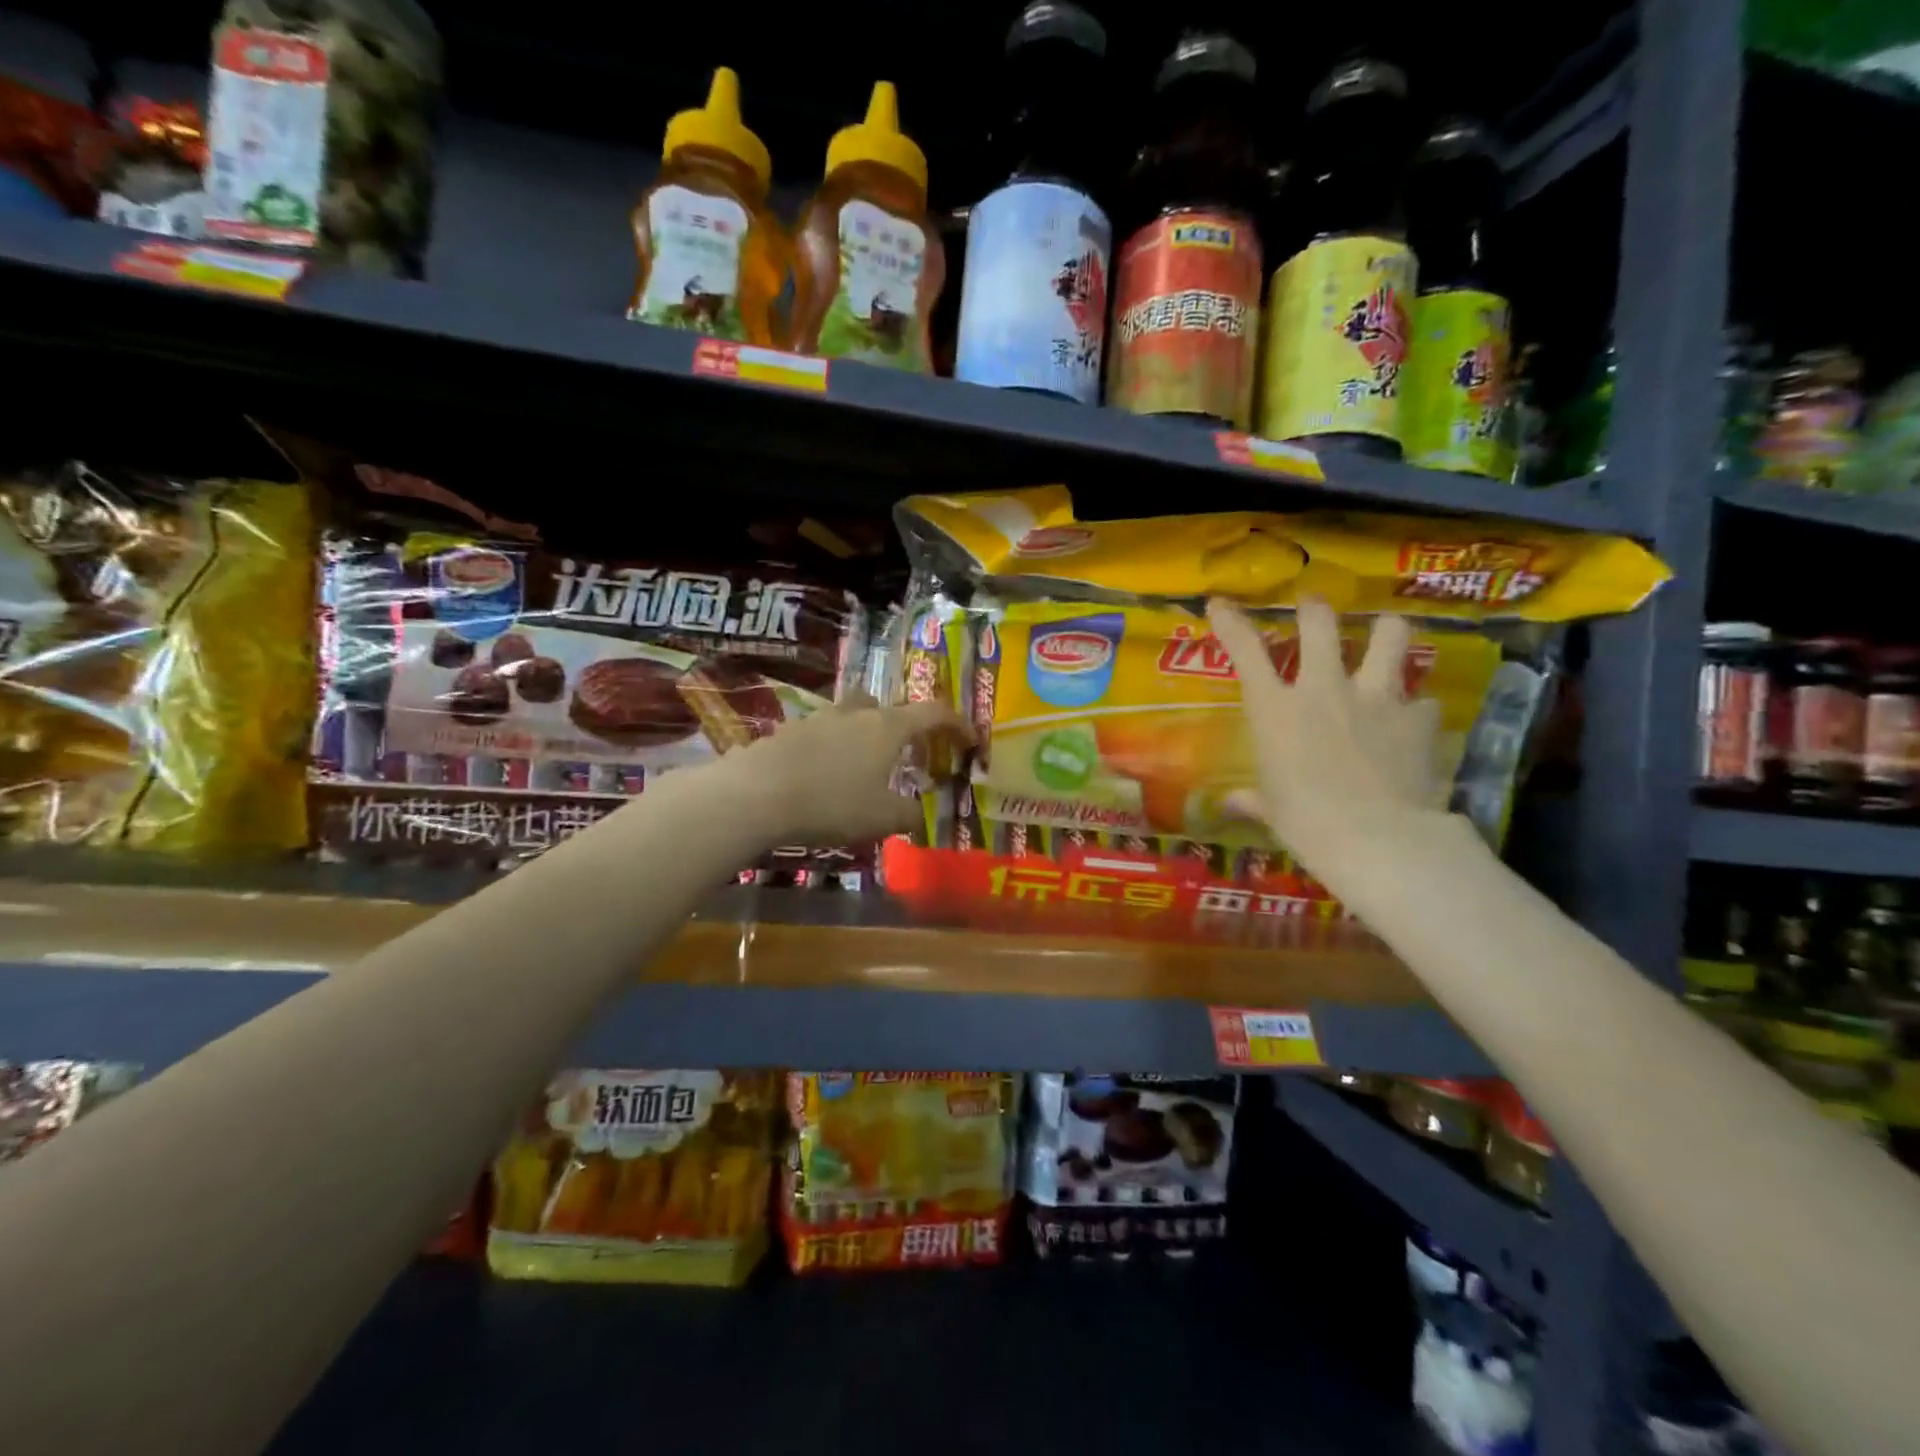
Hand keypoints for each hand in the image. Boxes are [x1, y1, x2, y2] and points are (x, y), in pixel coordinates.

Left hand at [723, 694, 970, 846]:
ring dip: (863, 735)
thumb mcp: (881, 818)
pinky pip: (821, 733)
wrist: (756, 794)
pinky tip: (823, 777)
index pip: (933, 713)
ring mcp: (819, 718)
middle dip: (902, 725)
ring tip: (861, 767)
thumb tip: (920, 815)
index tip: (970, 739)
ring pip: (851, 715)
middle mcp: (856, 713)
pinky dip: (831, 749)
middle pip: (887, 706)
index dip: (957, 724)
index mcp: (888, 727)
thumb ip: (908, 814)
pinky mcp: (788, 731)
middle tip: (906, 754)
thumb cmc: (832, 803)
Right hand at [1208, 595, 1441, 881]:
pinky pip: (1423, 699)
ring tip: (1386, 634)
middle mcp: (1324, 688)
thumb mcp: (1271, 810)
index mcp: (1275, 709)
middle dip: (1314, 608)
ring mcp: (1376, 697)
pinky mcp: (1418, 717)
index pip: (1245, 650)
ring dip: (1386, 632)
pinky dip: (1417, 706)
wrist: (1376, 838)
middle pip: (1320, 623)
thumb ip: (1252, 798)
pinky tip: (1415, 720)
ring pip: (1390, 636)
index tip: (1220, 602)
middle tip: (1314, 607)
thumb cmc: (1305, 823)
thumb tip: (1231, 803)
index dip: (1231, 621)